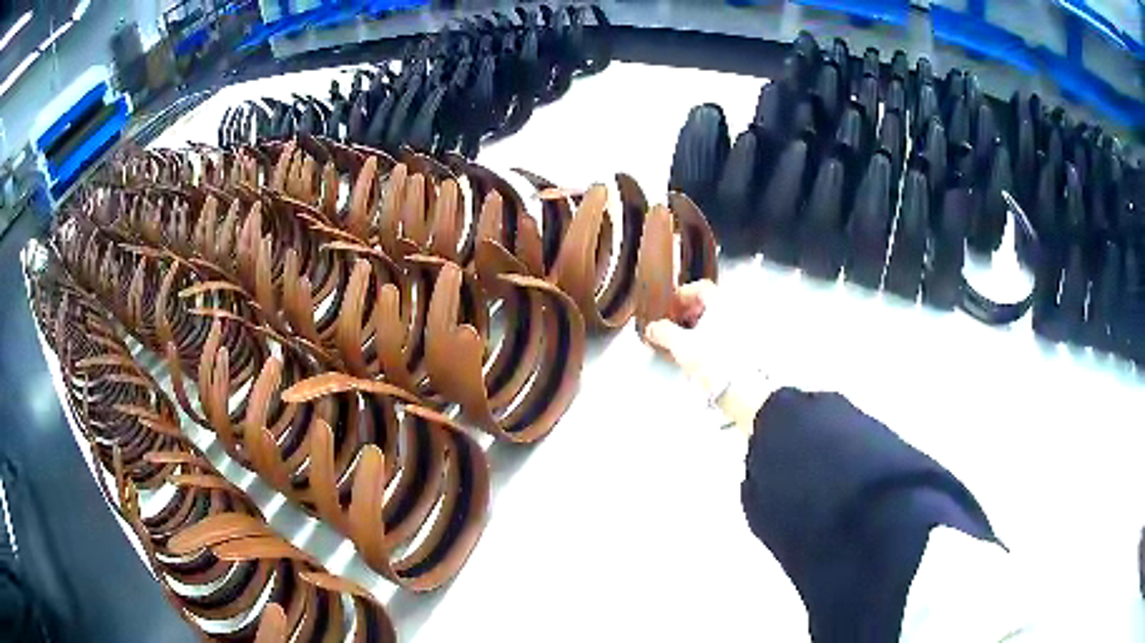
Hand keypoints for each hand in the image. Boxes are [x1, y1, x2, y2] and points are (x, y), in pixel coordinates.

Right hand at [642, 279, 771, 432]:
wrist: (742, 389)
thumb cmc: (716, 362)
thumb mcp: (681, 345)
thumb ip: (663, 332)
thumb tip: (653, 328)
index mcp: (721, 304)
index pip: (700, 288)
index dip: (682, 295)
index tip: (671, 306)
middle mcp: (735, 312)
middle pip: (709, 304)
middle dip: (689, 313)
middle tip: (675, 324)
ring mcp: (743, 331)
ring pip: (717, 321)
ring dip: (700, 328)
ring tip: (685, 343)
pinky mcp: (745, 349)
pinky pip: (725, 337)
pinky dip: (711, 341)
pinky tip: (700, 356)